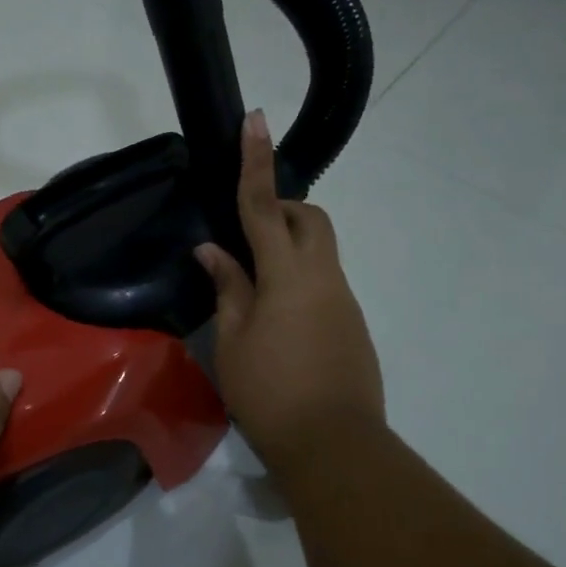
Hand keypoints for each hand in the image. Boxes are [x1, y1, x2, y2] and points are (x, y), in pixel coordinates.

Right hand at [195, 110, 383, 470]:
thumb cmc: (270, 392)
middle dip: (281, 209)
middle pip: (310, 220)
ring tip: (251, 291)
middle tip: (245, 237)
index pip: (265, 206)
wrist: (334, 447)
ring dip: (287, 251)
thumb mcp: (232, 340)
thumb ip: (227, 288)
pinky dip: (297, 283)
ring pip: (318, 252)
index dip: (256, 162)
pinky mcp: (353, 325)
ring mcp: (344, 301)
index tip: (254, 120)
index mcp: (288, 275)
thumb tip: (212, 251)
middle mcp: (324, 277)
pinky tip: (275, 324)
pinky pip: (323, 284)